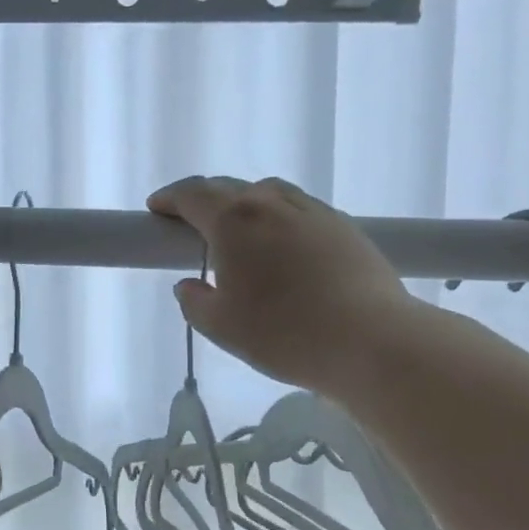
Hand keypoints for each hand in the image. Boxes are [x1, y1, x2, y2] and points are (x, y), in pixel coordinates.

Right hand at [147, 175, 415, 397]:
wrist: (372, 341)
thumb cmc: (284, 333)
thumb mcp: (221, 327)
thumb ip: (195, 303)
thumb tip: (189, 286)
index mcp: (235, 221)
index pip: (193, 194)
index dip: (170, 199)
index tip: (156, 210)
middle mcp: (273, 203)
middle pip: (230, 189)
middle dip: (204, 201)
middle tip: (191, 226)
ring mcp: (314, 212)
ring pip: (269, 194)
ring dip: (245, 206)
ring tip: (239, 235)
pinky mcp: (345, 227)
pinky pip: (299, 211)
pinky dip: (278, 219)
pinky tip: (283, 249)